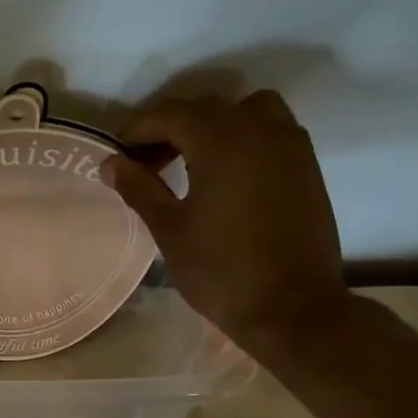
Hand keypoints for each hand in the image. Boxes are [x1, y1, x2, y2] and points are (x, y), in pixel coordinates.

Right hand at [100, 91, 349, 356]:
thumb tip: (110, 163)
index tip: (116, 153)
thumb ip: (140, 189)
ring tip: (190, 160)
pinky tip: (226, 173)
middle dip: (169, 127)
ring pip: (245, 110)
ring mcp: (289, 145)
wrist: (294, 309)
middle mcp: (259, 129)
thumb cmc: (222, 271)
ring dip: (212, 125)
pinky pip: (270, 129)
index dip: (137, 129)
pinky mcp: (306, 166)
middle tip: (144, 163)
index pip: (169, 114)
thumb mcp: (170, 230)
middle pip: (205, 109)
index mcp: (221, 141)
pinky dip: (243, 136)